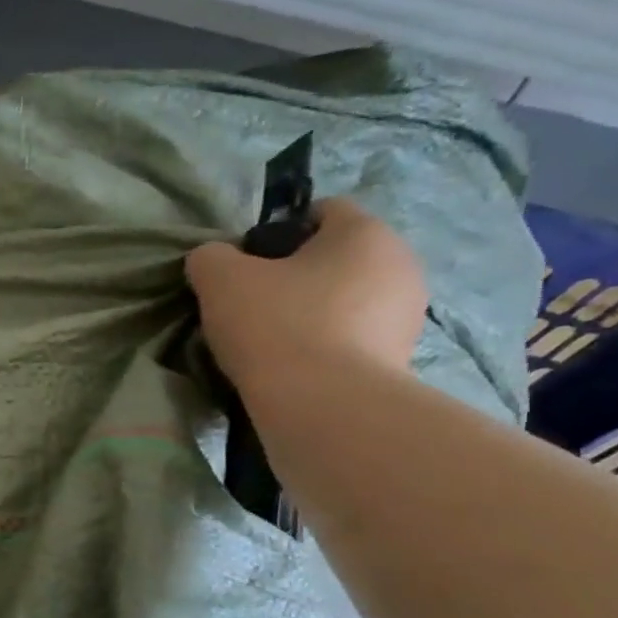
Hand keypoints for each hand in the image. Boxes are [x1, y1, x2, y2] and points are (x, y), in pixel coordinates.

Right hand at [185, 198, 426, 394]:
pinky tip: (295, 367)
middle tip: (254, 305)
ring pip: (347, 299)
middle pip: (337, 257)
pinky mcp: (401, 357)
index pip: (323, 211)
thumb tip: (213, 260)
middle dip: (297, 275)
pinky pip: (355, 337)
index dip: (278, 231)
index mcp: (365, 232)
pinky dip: (327, 345)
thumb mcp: (220, 280)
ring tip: (272, 343)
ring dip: (314, 312)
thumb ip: (210, 257)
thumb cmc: (276, 325)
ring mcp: (407, 314)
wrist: (324, 406)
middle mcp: (400, 264)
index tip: (247, 264)